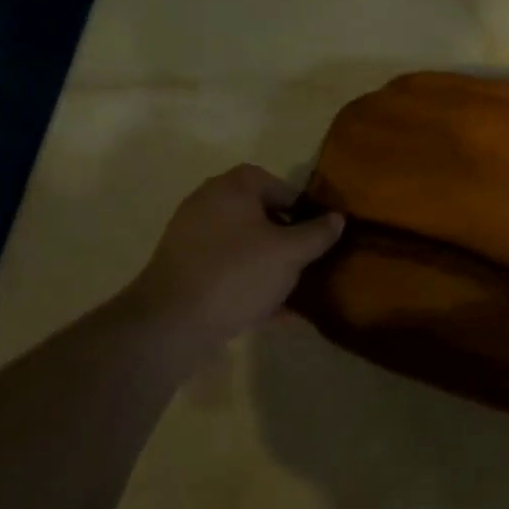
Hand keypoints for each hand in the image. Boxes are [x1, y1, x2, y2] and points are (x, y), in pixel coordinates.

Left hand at [121, 165, 343, 346]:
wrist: (171, 325)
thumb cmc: (237, 274)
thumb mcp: (290, 253)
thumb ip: (318, 233)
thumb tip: (337, 218)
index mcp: (231, 189)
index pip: (275, 183)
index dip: (300, 205)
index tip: (317, 231)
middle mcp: (207, 205)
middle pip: (259, 214)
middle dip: (286, 236)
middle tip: (308, 258)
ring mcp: (191, 239)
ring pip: (244, 245)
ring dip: (270, 262)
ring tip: (295, 286)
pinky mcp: (184, 271)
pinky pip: (227, 270)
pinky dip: (249, 283)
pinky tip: (274, 311)